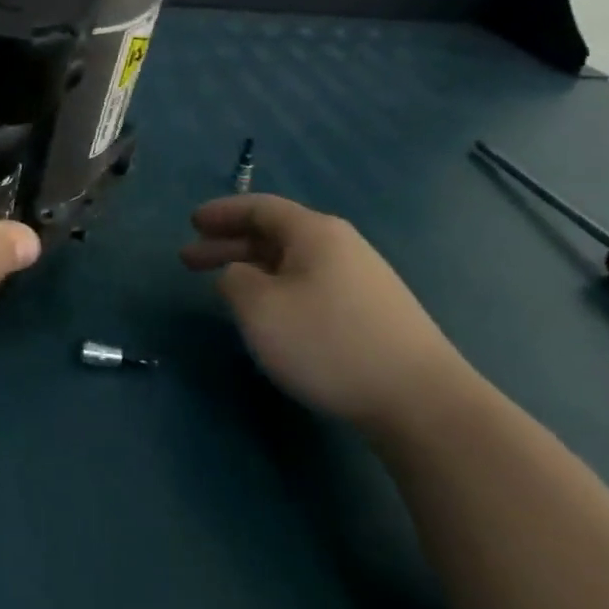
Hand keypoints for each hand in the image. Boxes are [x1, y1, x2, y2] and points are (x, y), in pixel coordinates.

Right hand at [181, 194, 471, 432]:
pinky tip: (269, 314)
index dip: (222, 213)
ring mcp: (361, 280)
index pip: (259, 208)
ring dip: (251, 269)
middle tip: (189, 260)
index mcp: (314, 233)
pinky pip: (310, 285)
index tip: (191, 223)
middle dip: (228, 244)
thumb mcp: (259, 307)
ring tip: (223, 288)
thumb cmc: (328, 342)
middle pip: (274, 234)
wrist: (420, 400)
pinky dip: (277, 288)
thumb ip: (234, 280)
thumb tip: (238, 275)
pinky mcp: (372, 313)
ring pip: (292, 262)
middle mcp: (341, 246)